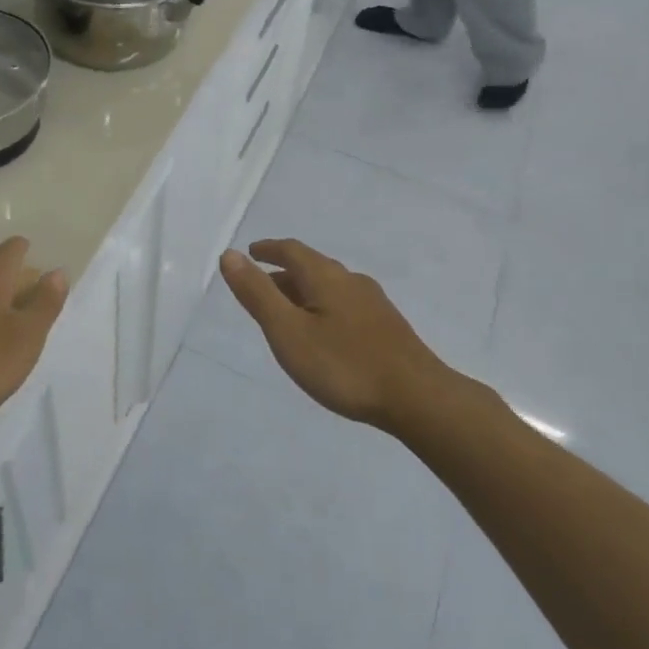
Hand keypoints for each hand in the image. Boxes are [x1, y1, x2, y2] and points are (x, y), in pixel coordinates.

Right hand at [219, 240, 443, 430]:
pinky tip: (326, 333)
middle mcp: (350, 281)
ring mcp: (373, 304)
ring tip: (288, 311)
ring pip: (330, 287)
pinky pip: (345, 304)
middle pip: (312, 267)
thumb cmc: (344, 365)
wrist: (418, 398)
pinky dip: (323, 307)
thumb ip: (257, 294)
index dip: (268, 249)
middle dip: (284, 273)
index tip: (250, 253)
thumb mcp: (288, 332)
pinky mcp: (388, 327)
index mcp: (325, 276)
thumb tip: (229, 254)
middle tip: (261, 286)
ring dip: (304, 291)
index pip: (291, 250)